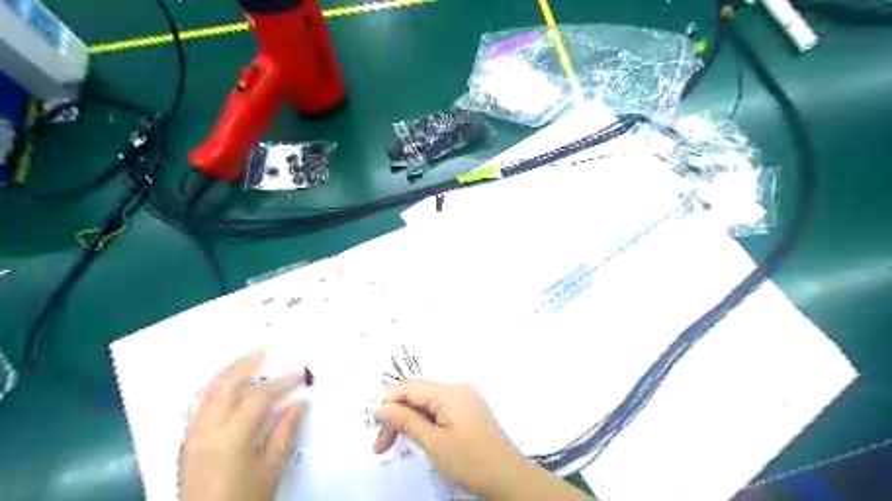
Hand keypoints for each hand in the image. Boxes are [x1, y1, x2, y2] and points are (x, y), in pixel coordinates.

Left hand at [179, 353, 308, 500]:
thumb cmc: (245, 499)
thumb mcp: (271, 468)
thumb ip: (285, 431)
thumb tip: (299, 402)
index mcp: (232, 438)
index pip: (259, 398)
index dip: (282, 382)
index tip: (301, 373)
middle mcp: (207, 431)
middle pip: (226, 387)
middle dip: (246, 365)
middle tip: (264, 350)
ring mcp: (192, 437)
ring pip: (206, 394)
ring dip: (226, 373)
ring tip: (244, 360)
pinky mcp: (186, 444)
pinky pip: (198, 407)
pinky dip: (213, 390)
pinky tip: (225, 387)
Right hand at [371, 381, 526, 495]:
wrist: (508, 477)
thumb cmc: (470, 461)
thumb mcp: (433, 443)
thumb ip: (405, 421)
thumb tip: (379, 406)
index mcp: (450, 392)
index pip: (410, 387)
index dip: (388, 401)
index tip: (372, 424)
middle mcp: (458, 388)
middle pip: (418, 395)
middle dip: (397, 416)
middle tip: (381, 446)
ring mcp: (465, 398)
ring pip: (428, 403)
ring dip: (410, 420)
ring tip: (395, 445)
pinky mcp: (469, 409)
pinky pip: (440, 409)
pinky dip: (425, 422)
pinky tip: (419, 437)